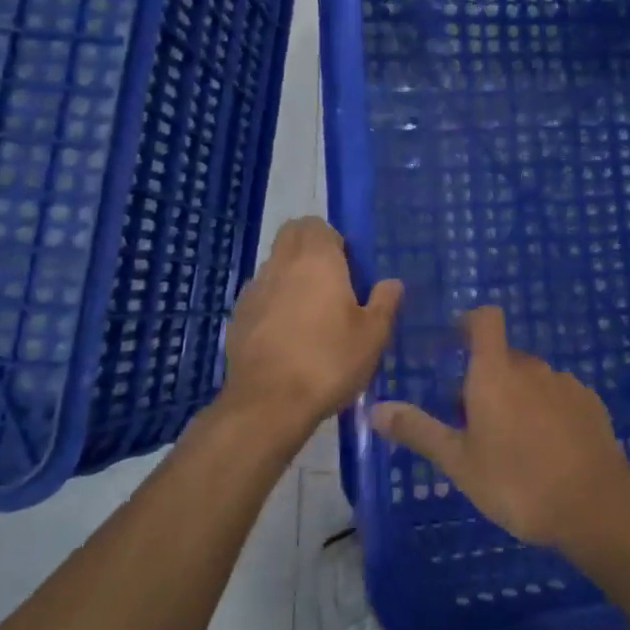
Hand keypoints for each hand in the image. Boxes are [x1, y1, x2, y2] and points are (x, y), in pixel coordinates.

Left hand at [222, 218, 402, 445]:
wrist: (268, 404)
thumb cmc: (328, 361)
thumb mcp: (373, 336)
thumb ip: (385, 302)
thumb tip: (392, 283)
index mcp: (316, 260)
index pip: (316, 224)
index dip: (333, 240)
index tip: (349, 268)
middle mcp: (281, 265)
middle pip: (291, 237)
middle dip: (310, 249)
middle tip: (333, 284)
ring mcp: (254, 290)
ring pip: (274, 267)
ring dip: (292, 278)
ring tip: (312, 315)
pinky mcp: (238, 318)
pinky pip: (260, 296)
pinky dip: (274, 304)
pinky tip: (288, 337)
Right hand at [372, 307, 629, 548]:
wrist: (594, 506)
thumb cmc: (517, 482)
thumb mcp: (459, 462)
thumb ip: (419, 431)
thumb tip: (375, 408)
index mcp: (496, 373)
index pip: (485, 320)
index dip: (470, 322)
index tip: (456, 342)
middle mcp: (532, 368)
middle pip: (505, 357)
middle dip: (488, 379)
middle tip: (475, 424)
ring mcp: (566, 384)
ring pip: (533, 380)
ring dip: (519, 397)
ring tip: (513, 443)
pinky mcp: (591, 403)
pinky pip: (559, 396)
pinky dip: (548, 411)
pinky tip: (548, 450)